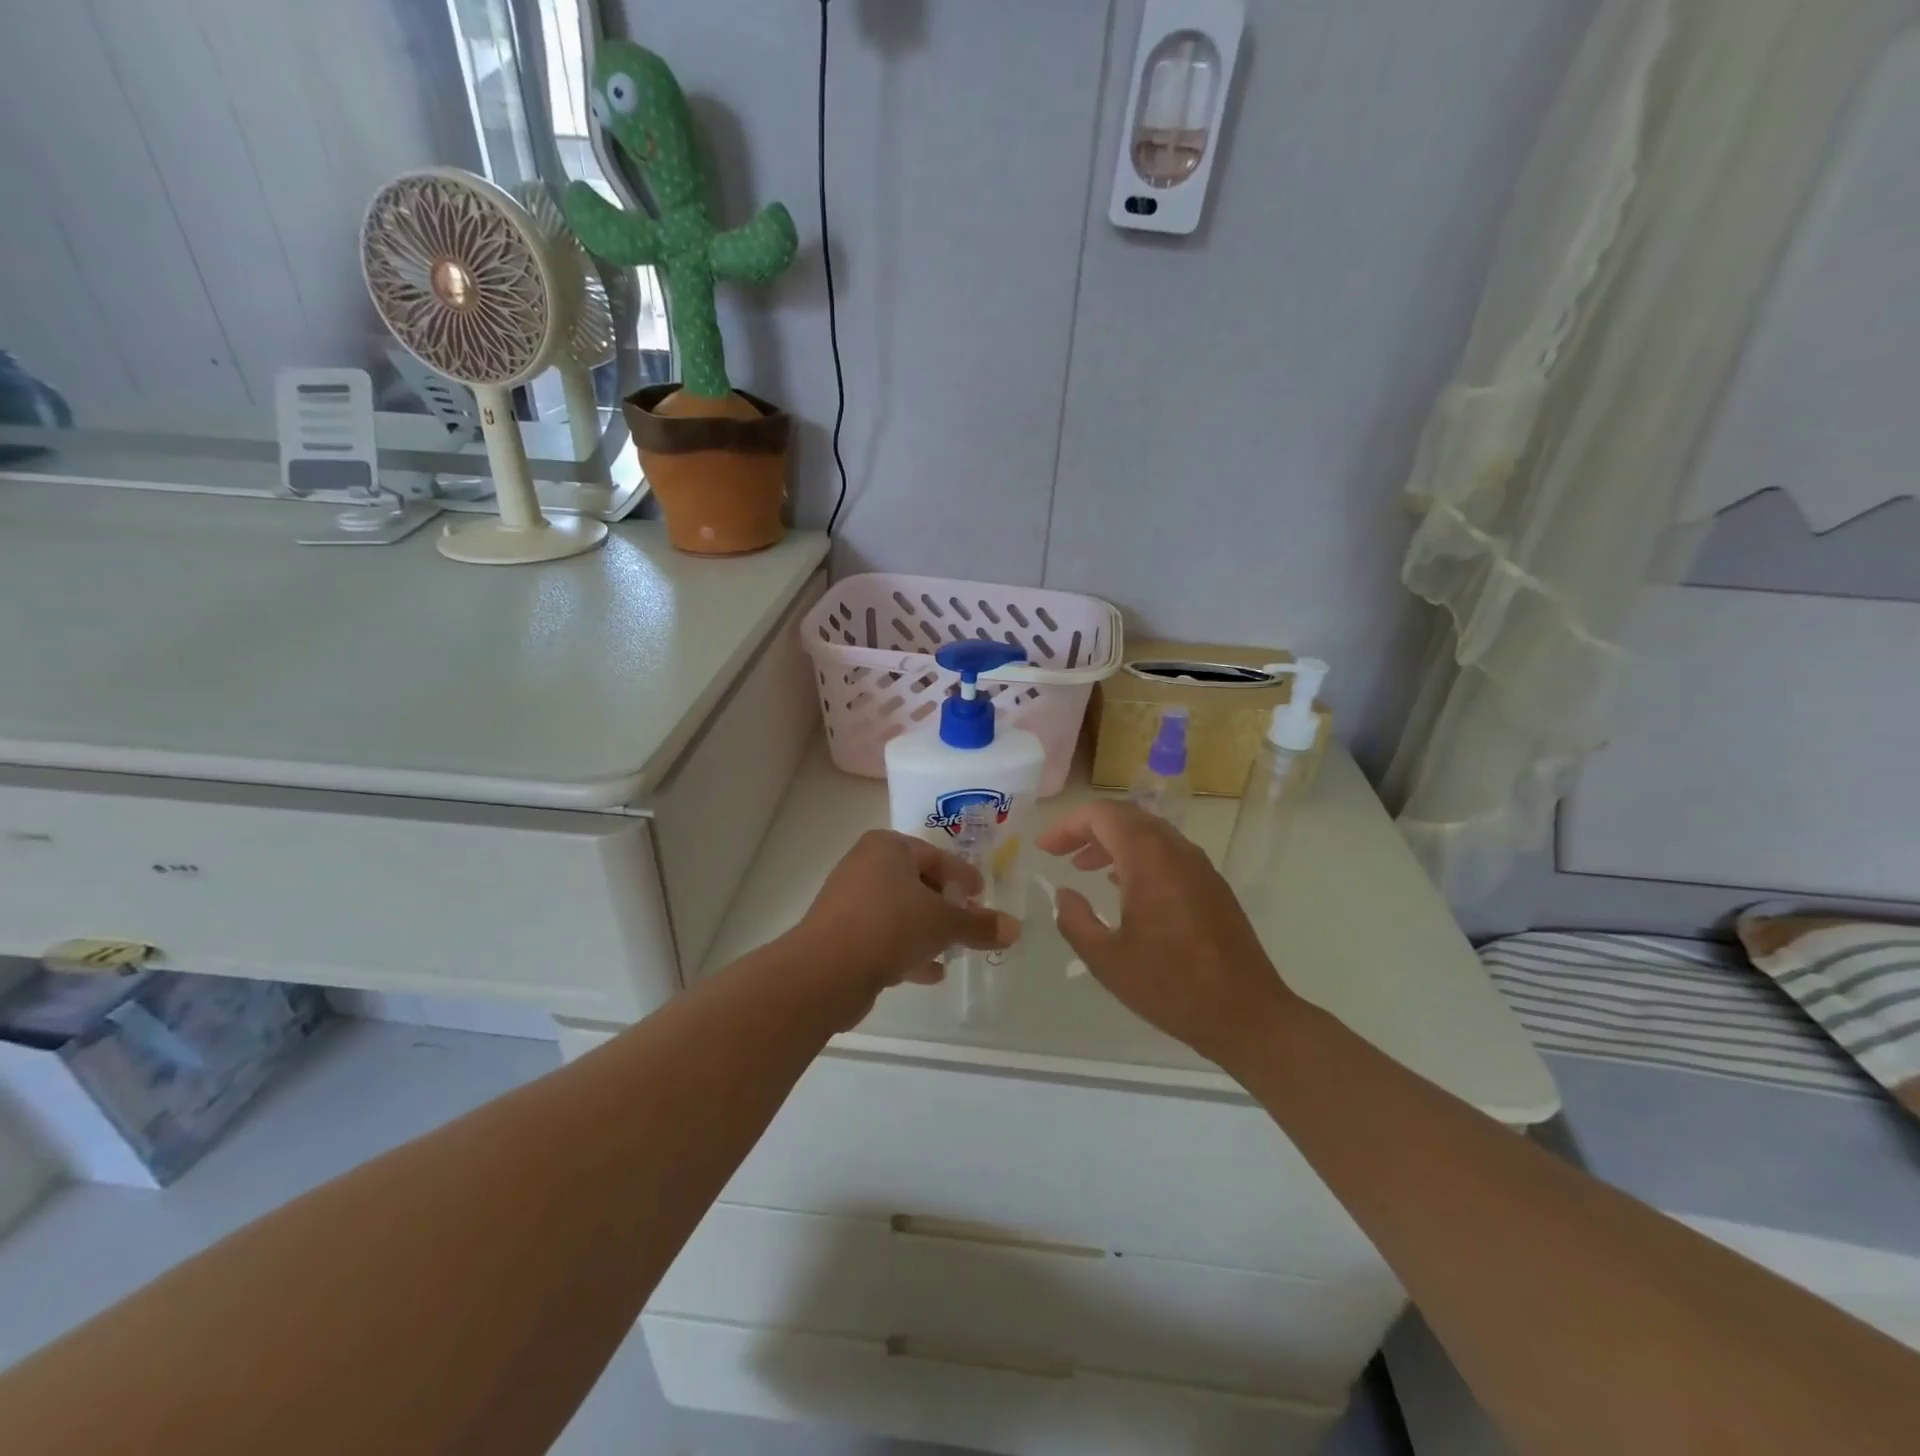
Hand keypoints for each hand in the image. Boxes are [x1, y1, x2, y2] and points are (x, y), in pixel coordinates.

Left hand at [791, 831, 1020, 1027]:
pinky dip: (907, 949)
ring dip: (927, 931)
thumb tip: (1016, 928)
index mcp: (887, 847)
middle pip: (917, 883)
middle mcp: (865, 865)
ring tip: (953, 952)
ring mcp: (849, 900)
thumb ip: (979, 925)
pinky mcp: (841, 934)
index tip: (982, 895)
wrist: (826, 970)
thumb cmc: (890, 925)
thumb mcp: (943, 923)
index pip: (935, 856)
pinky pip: (883, 936)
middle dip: (945, 906)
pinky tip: (930, 972)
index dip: (963, 876)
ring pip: (899, 912)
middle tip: (969, 923)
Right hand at [1037, 803, 1298, 1067]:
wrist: (1247, 1015)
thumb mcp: (1107, 959)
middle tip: (1061, 853)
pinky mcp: (1212, 887)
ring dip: (1114, 843)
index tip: (1045, 848)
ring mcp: (1200, 867)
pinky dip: (1138, 857)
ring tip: (1085, 868)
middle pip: (1127, 817)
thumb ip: (1075, 920)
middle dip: (1089, 830)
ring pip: (1150, 834)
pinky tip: (1124, 887)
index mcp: (1149, 859)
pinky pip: (1168, 854)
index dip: (1068, 826)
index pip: (1102, 815)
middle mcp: (1176, 851)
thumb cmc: (1171, 986)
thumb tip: (1065, 893)